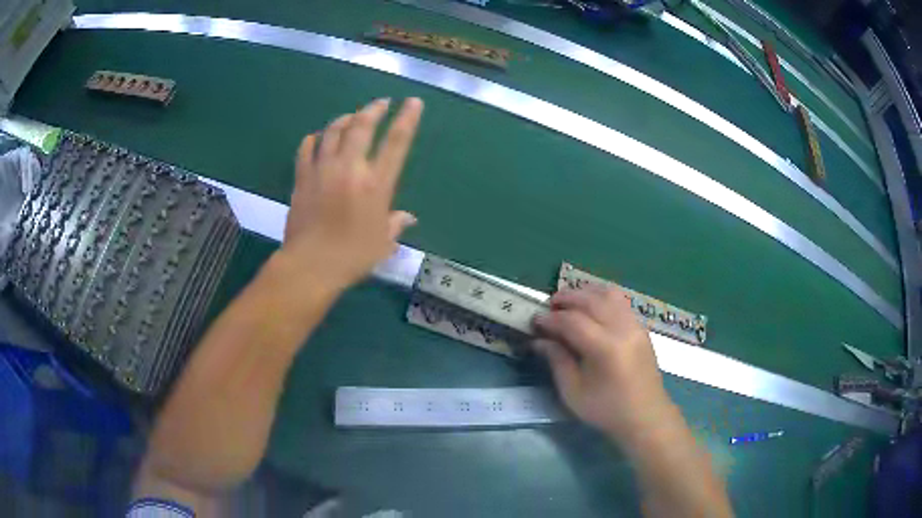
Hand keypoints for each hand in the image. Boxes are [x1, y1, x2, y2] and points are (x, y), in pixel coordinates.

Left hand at [282, 97, 423, 288]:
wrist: (310, 266)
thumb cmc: (352, 257)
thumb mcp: (382, 243)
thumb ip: (396, 225)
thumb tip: (408, 218)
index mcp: (376, 185)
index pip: (396, 143)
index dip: (407, 119)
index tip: (413, 102)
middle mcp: (350, 169)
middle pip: (362, 126)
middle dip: (374, 109)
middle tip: (381, 102)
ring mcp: (323, 170)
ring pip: (333, 131)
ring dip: (345, 118)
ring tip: (352, 116)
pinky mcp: (302, 178)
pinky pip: (307, 149)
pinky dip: (314, 138)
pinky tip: (318, 137)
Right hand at [533, 285, 673, 441]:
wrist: (645, 416)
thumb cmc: (606, 409)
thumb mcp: (573, 392)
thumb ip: (557, 361)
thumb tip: (539, 340)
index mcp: (605, 348)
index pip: (573, 321)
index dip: (551, 319)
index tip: (535, 321)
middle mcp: (622, 329)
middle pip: (591, 300)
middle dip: (567, 298)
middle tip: (549, 306)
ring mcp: (635, 325)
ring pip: (609, 293)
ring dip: (586, 293)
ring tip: (570, 302)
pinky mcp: (641, 327)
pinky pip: (620, 301)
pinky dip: (602, 298)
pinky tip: (591, 309)